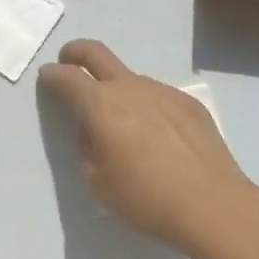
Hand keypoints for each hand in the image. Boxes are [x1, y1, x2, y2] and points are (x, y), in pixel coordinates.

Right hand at [38, 39, 258, 252]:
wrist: (212, 205)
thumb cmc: (145, 199)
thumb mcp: (97, 182)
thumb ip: (87, 148)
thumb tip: (92, 130)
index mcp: (100, 104)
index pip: (66, 77)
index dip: (52, 75)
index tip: (46, 78)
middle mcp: (130, 87)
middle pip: (95, 53)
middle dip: (75, 52)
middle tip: (68, 60)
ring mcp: (163, 91)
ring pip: (131, 79)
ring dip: (117, 90)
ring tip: (124, 125)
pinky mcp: (189, 104)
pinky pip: (158, 97)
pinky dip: (148, 107)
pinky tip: (159, 138)